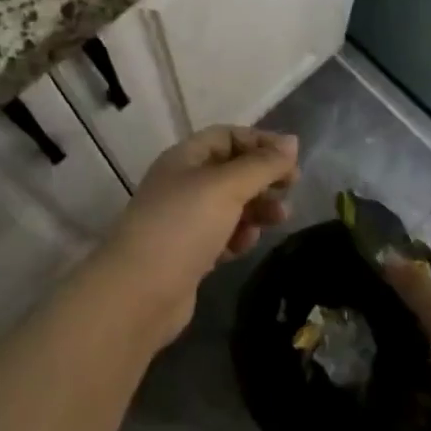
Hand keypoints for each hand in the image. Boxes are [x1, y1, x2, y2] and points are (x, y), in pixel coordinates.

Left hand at [97, 126, 297, 339]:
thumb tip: (292, 142)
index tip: (292, 159)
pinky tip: (245, 245)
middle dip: (263, 177)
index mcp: (185, 158)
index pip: (227, 136)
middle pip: (232, 170)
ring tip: (280, 218)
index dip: (260, 142)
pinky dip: (238, 236)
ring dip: (257, 208)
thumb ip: (262, 164)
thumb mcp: (226, 186)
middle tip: (291, 189)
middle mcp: (183, 184)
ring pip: (230, 205)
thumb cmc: (183, 227)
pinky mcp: (189, 254)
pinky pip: (223, 235)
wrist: (139, 294)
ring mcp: (184, 220)